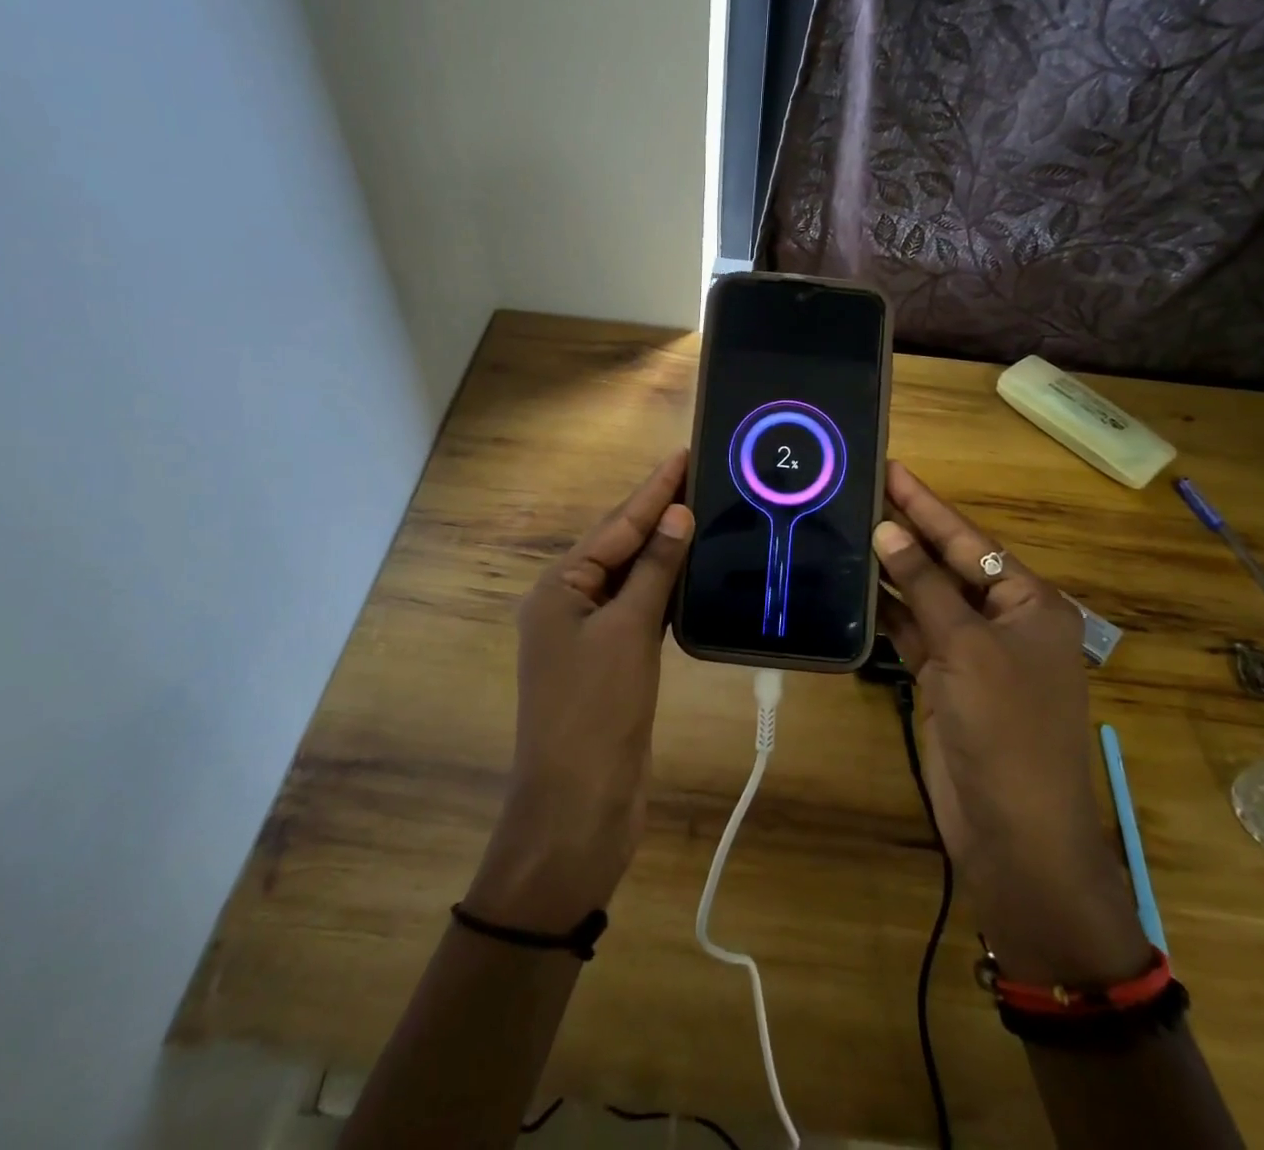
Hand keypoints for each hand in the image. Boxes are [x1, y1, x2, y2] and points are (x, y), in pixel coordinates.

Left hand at [465, 451, 693, 933]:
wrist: (578, 807)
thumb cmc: (595, 711)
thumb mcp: (627, 633)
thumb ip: (652, 571)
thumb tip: (677, 515)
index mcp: (559, 588)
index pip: (616, 526)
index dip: (654, 491)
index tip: (685, 455)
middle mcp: (569, 603)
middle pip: (621, 546)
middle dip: (660, 513)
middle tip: (703, 476)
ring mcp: (591, 635)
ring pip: (634, 578)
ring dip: (666, 549)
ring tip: (705, 513)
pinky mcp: (614, 662)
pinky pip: (642, 610)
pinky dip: (666, 589)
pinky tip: (694, 573)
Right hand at [874, 462, 1149, 985]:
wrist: (1016, 835)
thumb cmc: (1006, 729)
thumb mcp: (967, 648)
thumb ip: (925, 586)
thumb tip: (887, 530)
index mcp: (1030, 602)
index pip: (970, 540)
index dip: (928, 504)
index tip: (892, 467)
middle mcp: (1005, 620)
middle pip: (948, 564)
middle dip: (907, 531)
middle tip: (860, 490)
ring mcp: (973, 653)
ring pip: (926, 598)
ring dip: (893, 571)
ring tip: (847, 528)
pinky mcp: (946, 682)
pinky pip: (914, 634)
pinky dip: (887, 613)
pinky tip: (855, 587)